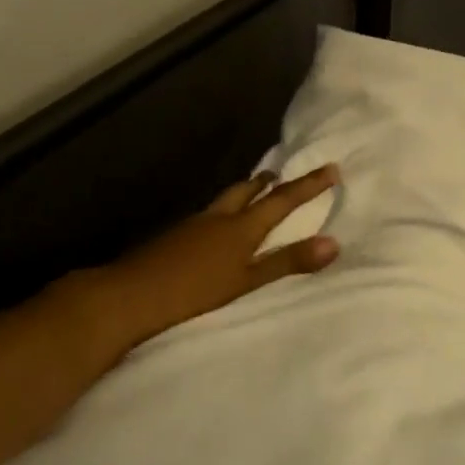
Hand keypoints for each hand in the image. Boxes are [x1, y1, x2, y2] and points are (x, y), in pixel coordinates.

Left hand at [60, 166, 340, 357]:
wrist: (129, 295)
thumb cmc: (195, 291)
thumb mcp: (248, 281)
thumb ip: (288, 261)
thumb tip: (334, 243)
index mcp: (241, 227)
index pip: (282, 200)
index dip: (308, 185)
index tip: (331, 168)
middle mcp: (218, 218)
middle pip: (246, 191)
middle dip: (266, 182)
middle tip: (280, 174)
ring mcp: (192, 226)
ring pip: (225, 201)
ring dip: (243, 193)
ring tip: (253, 192)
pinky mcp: (174, 238)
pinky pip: (207, 216)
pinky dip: (223, 212)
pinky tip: (216, 228)